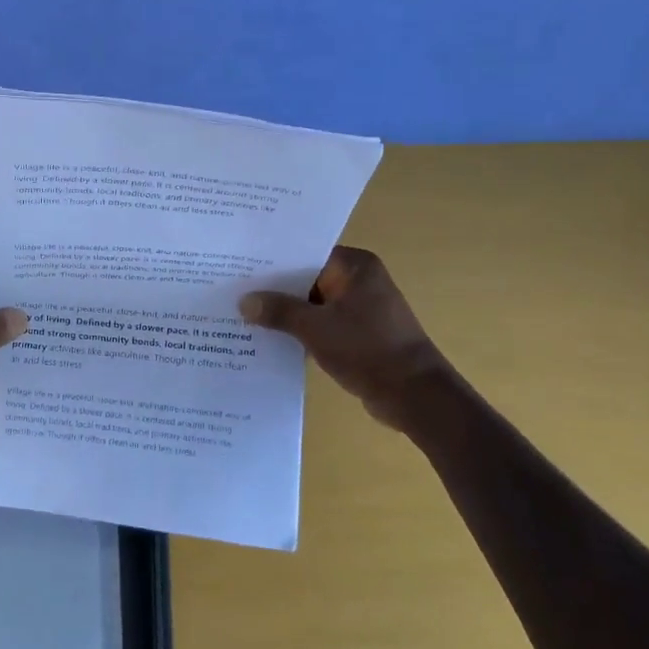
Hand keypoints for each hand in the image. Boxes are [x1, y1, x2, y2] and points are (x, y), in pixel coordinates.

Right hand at [240, 247, 445, 430]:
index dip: (273, 261)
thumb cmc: (367, 349)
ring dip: (287, 312)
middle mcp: (359, 280)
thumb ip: (279, 311)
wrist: (414, 396)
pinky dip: (301, 330)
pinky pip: (322, 323)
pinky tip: (270, 337)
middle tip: (234, 290)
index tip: (239, 266)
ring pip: (313, 303)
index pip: (305, 253)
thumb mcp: (315, 328)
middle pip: (307, 278)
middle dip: (275, 289)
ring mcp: (361, 308)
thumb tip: (245, 302)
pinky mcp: (359, 333)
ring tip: (244, 314)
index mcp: (355, 266)